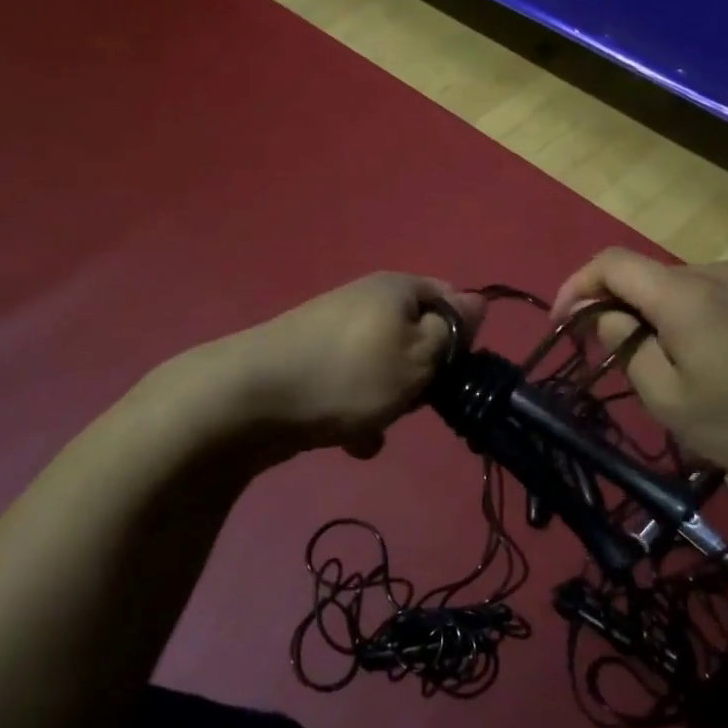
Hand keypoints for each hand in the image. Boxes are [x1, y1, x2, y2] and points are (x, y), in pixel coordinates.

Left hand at [204, 273, 482, 457]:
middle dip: (422, 375)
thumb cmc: (350, 375)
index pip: (452, 299)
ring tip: (377, 424)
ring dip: (389, 401)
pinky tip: (350, 439)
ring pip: (384, 369)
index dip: (462, 337)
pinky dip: (356, 411)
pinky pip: (350, 386)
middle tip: (416, 401)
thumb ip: (453, 331)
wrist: (249, 399)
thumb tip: (478, 303)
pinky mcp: (309, 363)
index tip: (456, 372)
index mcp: (396, 288)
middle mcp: (365, 300)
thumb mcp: (418, 356)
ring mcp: (333, 331)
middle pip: (417, 337)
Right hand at [551, 249, 727, 494]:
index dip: (577, 286)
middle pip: (642, 273)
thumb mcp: (667, 397)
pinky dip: (676, 313)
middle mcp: (713, 273)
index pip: (612, 264)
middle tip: (599, 351)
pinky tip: (688, 353)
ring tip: (644, 359)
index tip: (564, 323)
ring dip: (645, 311)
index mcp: (685, 294)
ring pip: (671, 284)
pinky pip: (701, 293)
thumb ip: (625, 345)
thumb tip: (604, 315)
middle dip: (611, 304)